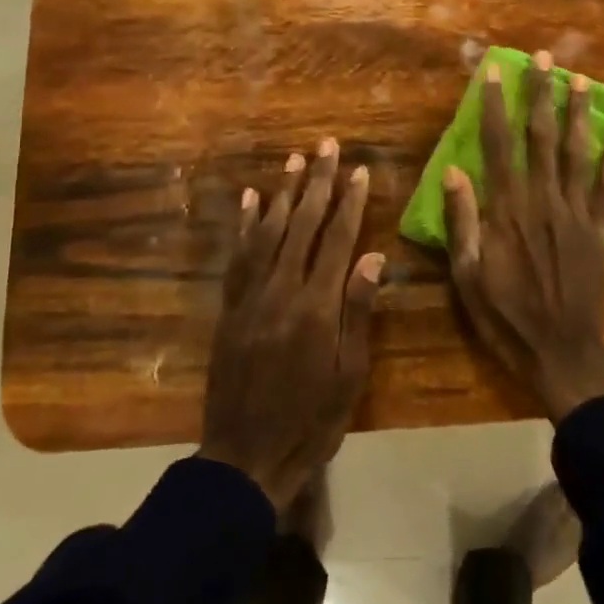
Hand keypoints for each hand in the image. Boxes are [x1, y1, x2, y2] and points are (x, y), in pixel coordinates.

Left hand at [200, 139, 382, 508]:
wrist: (245, 457)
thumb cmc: (310, 421)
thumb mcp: (349, 375)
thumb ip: (358, 312)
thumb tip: (373, 257)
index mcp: (317, 308)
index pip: (338, 241)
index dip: (350, 203)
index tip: (360, 171)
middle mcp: (282, 292)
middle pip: (302, 225)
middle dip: (318, 183)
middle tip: (328, 146)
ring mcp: (250, 298)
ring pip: (268, 232)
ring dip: (283, 193)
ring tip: (296, 161)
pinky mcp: (229, 308)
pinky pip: (238, 256)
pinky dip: (244, 224)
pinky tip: (250, 198)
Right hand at [443, 51, 603, 420]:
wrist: (561, 352)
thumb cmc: (505, 317)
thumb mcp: (467, 276)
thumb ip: (462, 221)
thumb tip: (453, 170)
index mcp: (508, 210)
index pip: (499, 145)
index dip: (496, 106)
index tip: (495, 71)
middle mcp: (544, 201)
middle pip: (542, 138)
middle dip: (541, 94)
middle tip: (544, 57)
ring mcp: (577, 214)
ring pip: (577, 153)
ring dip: (578, 113)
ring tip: (579, 78)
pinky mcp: (599, 231)